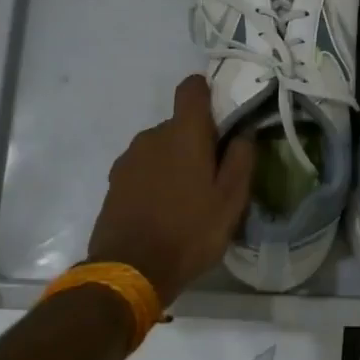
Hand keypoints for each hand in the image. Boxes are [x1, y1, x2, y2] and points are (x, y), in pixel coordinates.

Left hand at [88, 75, 255, 308]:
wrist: (129, 271)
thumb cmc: (190, 232)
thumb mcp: (231, 201)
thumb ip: (241, 159)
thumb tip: (244, 132)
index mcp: (183, 134)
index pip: (192, 88)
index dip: (207, 92)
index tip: (222, 114)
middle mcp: (152, 136)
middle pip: (179, 125)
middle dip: (196, 141)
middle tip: (213, 175)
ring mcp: (129, 159)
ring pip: (160, 148)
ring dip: (175, 162)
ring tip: (188, 198)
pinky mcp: (114, 182)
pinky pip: (143, 168)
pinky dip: (156, 179)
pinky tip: (164, 210)